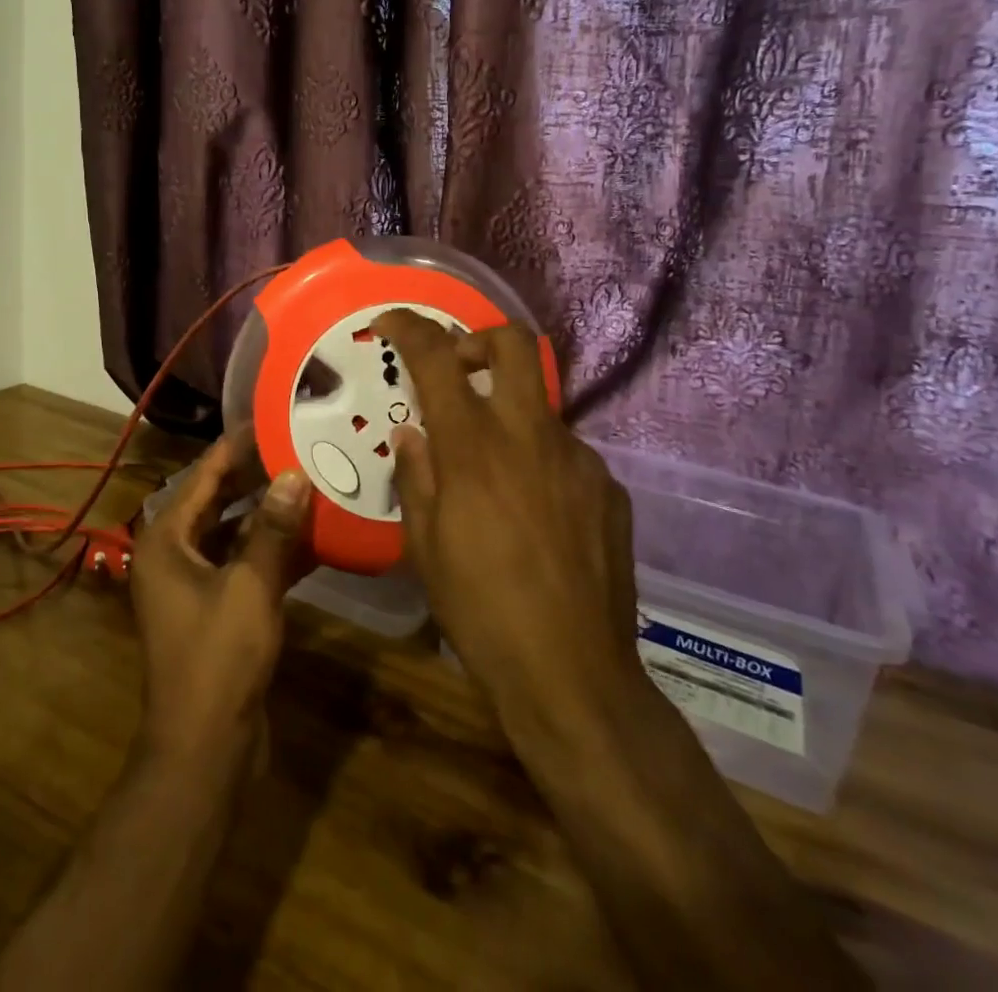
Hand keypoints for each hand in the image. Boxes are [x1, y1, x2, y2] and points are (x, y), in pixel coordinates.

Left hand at [130, 432, 311, 765]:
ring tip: (311, 479)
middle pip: (218, 500)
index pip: (203, 475)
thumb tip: (295, 473)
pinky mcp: (217, 607)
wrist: (204, 749)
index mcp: (167, 540)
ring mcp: (195, 582)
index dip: (236, 446)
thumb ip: (274, 529)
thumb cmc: (218, 659)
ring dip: (270, 512)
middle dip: (257, 475)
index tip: (271, 417)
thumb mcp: (250, 587)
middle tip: (299, 444)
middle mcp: (175, 554)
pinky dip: (273, 549)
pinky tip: (313, 535)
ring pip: (235, 532)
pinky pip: (245, 563)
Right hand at [375, 310, 645, 735]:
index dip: (410, 328)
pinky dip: (541, 463)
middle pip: (513, 343)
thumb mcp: (425, 546)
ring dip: (509, 416)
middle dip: (478, 338)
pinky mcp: (608, 488)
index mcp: (474, 447)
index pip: (438, 358)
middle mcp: (529, 435)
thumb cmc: (480, 609)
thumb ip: (416, 476)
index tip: (390, 322)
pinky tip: (536, 515)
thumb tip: (413, 432)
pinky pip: (566, 454)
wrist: (572, 674)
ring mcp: (578, 459)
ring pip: (539, 406)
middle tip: (458, 367)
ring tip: (495, 475)